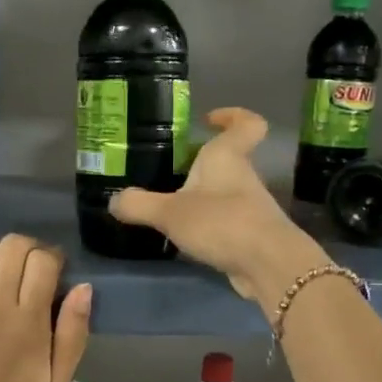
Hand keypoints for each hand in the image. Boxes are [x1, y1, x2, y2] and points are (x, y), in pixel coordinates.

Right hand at [110, 108, 325, 308]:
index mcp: (227, 157)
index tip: (209, 120)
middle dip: (202, 164)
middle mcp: (243, 177)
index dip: (233, 116)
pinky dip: (209, 225)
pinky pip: (227, 221)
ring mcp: (251, 207)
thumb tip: (114, 201)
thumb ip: (139, 205)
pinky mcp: (251, 235)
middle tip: (170, 171)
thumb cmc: (221, 222)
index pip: (246, 124)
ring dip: (204, 197)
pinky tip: (187, 238)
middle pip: (229, 160)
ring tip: (170, 208)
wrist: (268, 265)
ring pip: (226, 192)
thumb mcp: (169, 213)